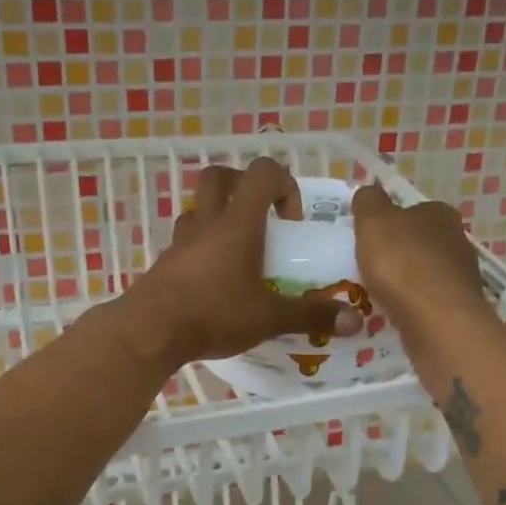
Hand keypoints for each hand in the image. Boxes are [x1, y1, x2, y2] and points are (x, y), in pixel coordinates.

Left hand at [120, 159, 364, 367]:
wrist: (150, 331)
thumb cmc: (214, 313)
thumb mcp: (269, 318)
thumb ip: (311, 316)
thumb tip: (355, 321)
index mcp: (238, 224)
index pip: (262, 172)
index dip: (284, 184)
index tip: (290, 222)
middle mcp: (207, 223)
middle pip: (219, 177)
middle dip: (243, 188)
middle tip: (261, 219)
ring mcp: (181, 242)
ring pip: (198, 209)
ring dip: (219, 218)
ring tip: (238, 253)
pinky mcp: (165, 264)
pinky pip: (185, 242)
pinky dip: (201, 250)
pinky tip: (214, 282)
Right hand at [351, 186, 487, 338]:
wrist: (437, 319)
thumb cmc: (402, 263)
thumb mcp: (374, 220)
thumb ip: (369, 201)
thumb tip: (370, 192)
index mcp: (440, 213)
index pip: (413, 210)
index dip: (390, 223)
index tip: (370, 240)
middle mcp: (457, 240)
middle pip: (420, 242)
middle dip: (398, 253)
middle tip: (370, 268)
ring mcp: (462, 276)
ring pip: (426, 273)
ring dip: (406, 282)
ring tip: (379, 295)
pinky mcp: (459, 308)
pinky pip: (428, 301)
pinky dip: (413, 305)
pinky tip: (396, 314)